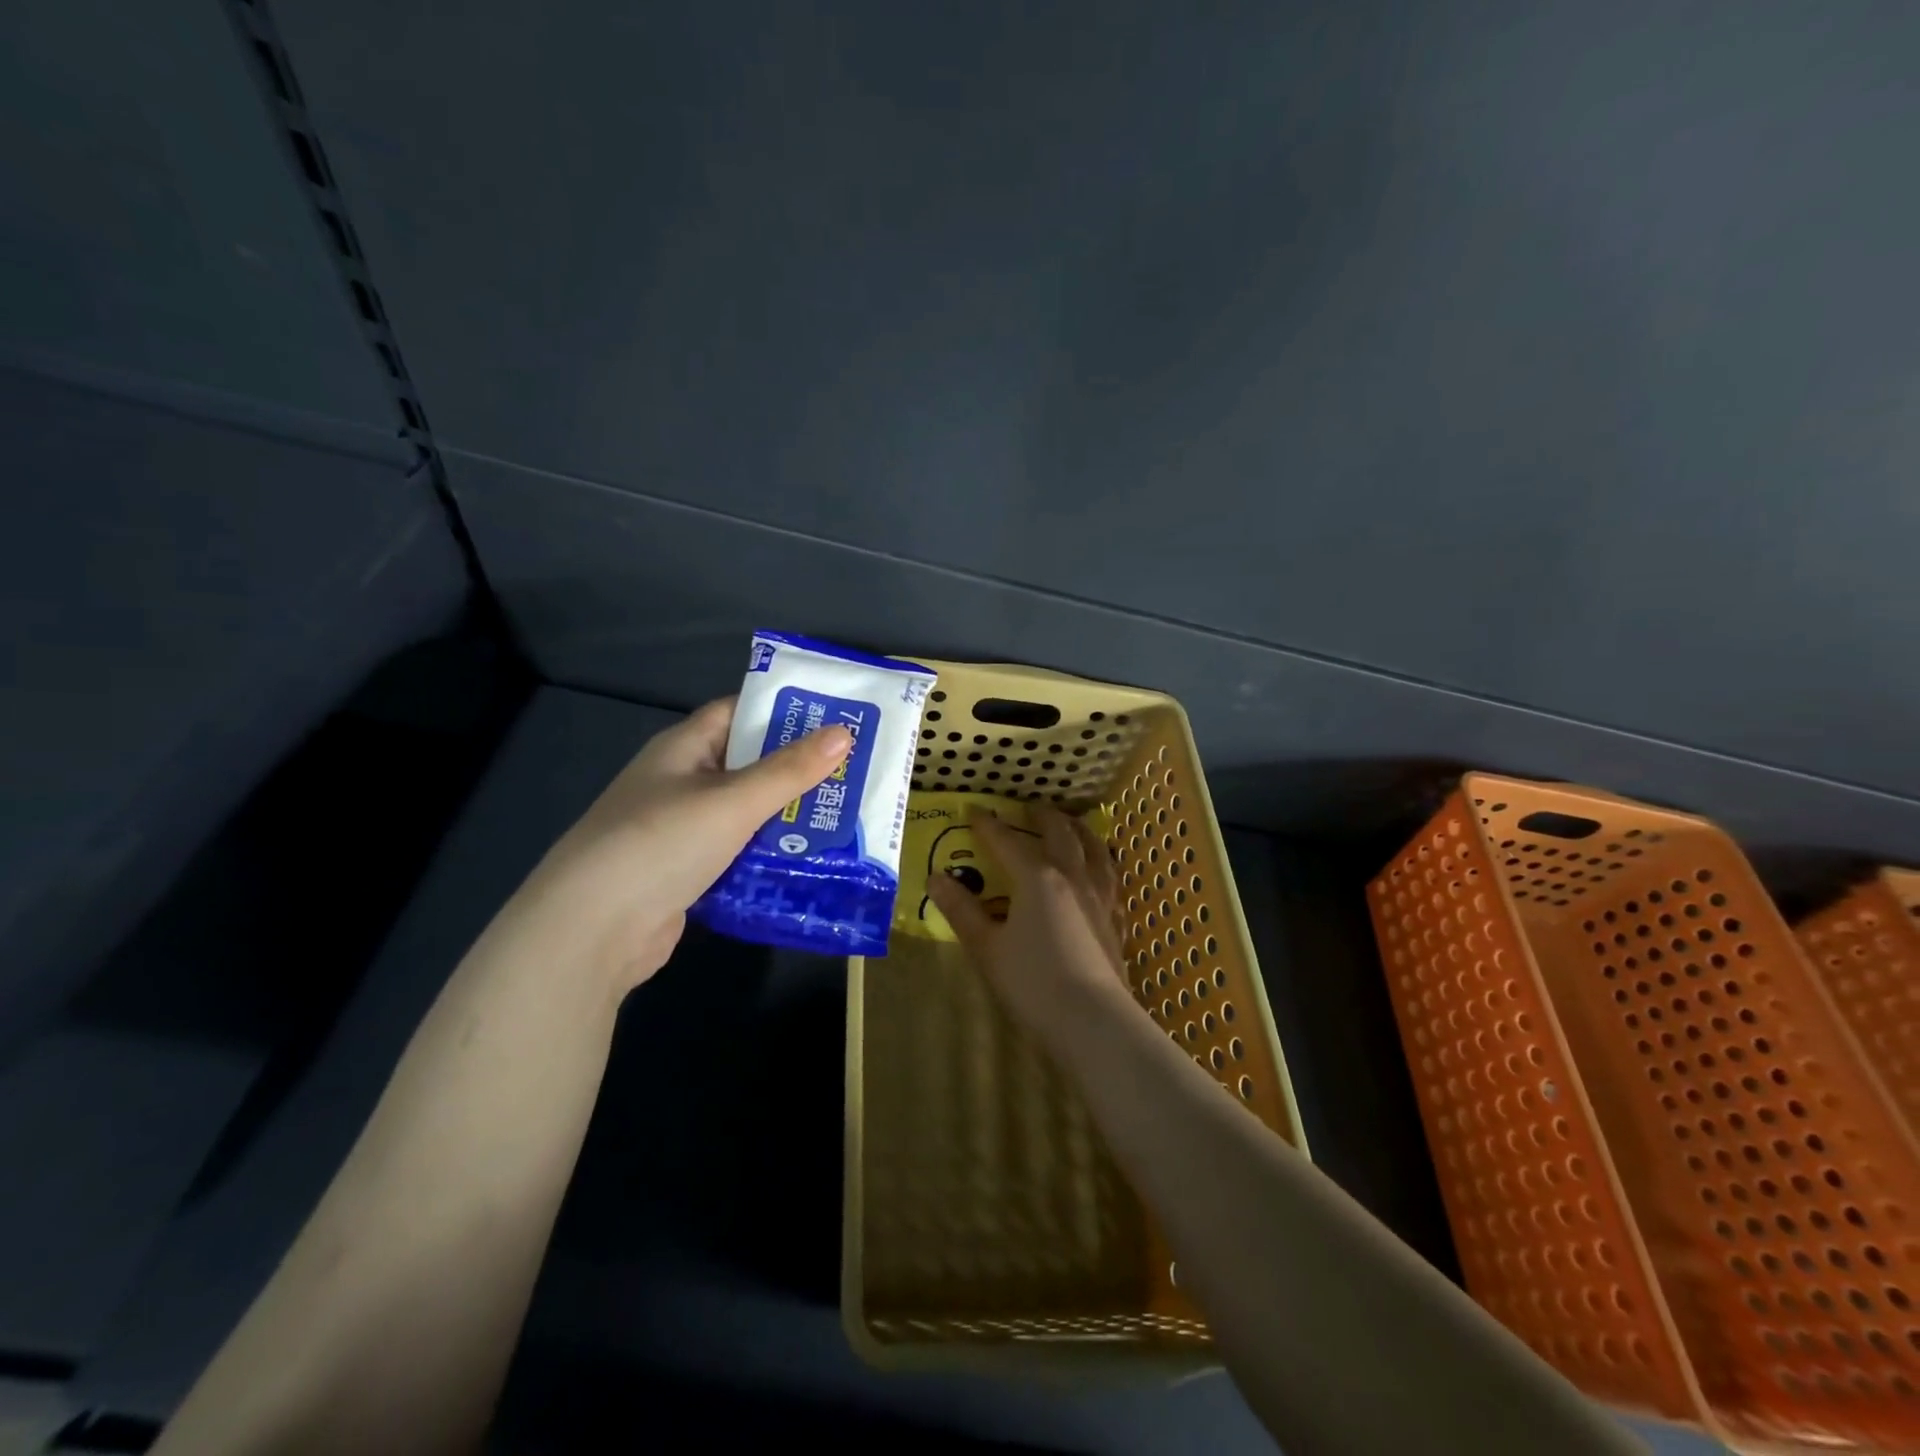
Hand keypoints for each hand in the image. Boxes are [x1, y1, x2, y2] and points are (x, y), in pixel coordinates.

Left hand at [492, 698, 851, 994]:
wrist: (592, 931)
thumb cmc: (662, 844)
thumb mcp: (733, 801)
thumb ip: (789, 770)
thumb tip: (844, 733)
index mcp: (683, 749)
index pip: (737, 712)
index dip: (782, 710)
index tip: (834, 716)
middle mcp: (681, 782)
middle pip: (747, 763)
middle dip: (796, 767)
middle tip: (853, 769)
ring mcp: (681, 829)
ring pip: (745, 811)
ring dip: (786, 814)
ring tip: (844, 813)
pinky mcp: (687, 871)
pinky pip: (737, 850)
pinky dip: (768, 852)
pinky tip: (808, 858)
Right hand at [926, 802, 1132, 1045]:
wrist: (1093, 1021)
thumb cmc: (1033, 983)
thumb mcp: (987, 948)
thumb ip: (962, 911)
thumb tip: (936, 879)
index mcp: (1037, 878)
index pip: (1007, 842)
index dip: (988, 825)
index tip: (974, 811)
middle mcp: (1073, 877)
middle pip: (1060, 833)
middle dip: (1042, 816)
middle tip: (1030, 808)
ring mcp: (1100, 896)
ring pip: (1094, 848)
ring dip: (1080, 830)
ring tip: (1073, 825)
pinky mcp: (1116, 919)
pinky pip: (1111, 877)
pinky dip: (1102, 862)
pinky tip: (1101, 871)